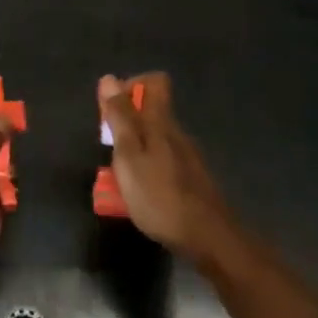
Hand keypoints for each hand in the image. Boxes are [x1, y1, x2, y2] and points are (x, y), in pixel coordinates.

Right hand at [97, 74, 233, 260]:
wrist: (208, 238)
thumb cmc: (160, 195)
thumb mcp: (129, 155)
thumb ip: (120, 118)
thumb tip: (109, 78)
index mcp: (161, 122)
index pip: (154, 82)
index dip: (131, 86)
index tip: (112, 109)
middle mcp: (177, 133)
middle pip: (152, 111)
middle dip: (126, 123)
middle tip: (110, 150)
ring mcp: (187, 157)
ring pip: (156, 139)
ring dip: (135, 149)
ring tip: (118, 177)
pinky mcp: (191, 179)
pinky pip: (163, 161)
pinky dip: (147, 169)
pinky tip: (140, 194)